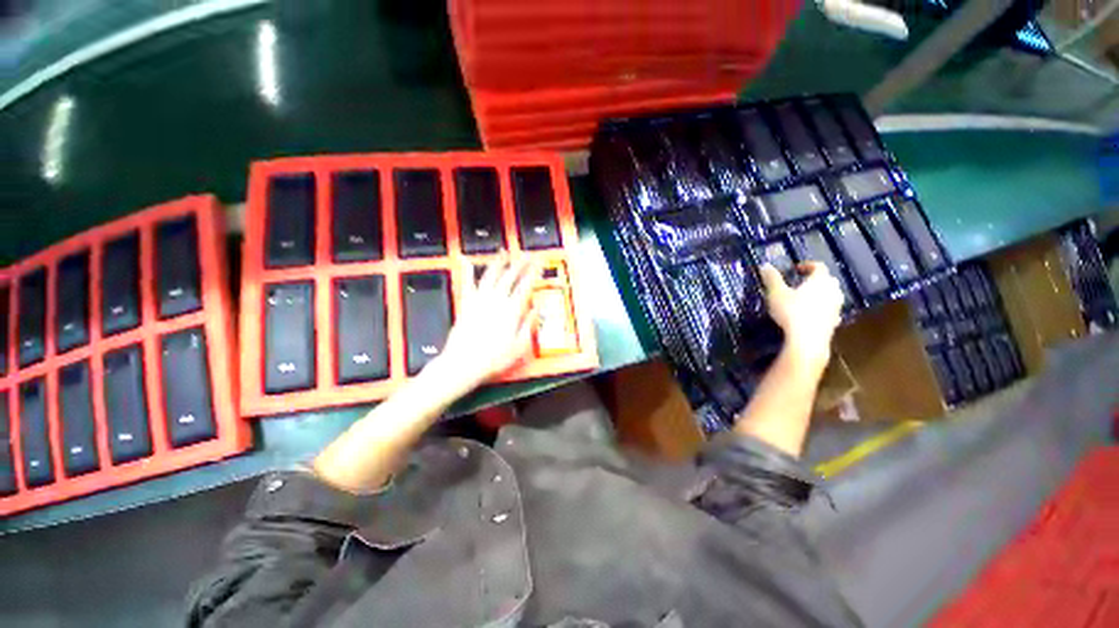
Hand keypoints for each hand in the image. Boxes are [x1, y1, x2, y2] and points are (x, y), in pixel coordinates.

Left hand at [428, 258, 538, 391]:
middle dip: (520, 264)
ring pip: (490, 276)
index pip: (525, 286)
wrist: (463, 363)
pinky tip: (469, 263)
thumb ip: (528, 326)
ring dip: (498, 262)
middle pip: (510, 277)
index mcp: (510, 311)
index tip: (539, 264)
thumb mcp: (519, 347)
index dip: (533, 273)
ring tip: (504, 253)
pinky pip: (468, 284)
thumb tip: (536, 311)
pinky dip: (469, 272)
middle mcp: (495, 302)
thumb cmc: (492, 359)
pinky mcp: (466, 305)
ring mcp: (479, 301)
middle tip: (526, 255)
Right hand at [759, 262, 843, 373]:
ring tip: (804, 300)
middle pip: (827, 280)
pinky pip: (829, 311)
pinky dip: (821, 310)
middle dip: (815, 280)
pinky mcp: (834, 322)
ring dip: (820, 295)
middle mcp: (832, 291)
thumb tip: (765, 265)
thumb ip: (772, 278)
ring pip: (830, 296)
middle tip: (801, 284)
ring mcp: (836, 307)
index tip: (795, 269)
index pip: (818, 266)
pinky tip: (810, 316)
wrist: (807, 340)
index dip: (807, 265)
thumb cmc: (791, 311)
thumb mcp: (776, 293)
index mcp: (820, 280)